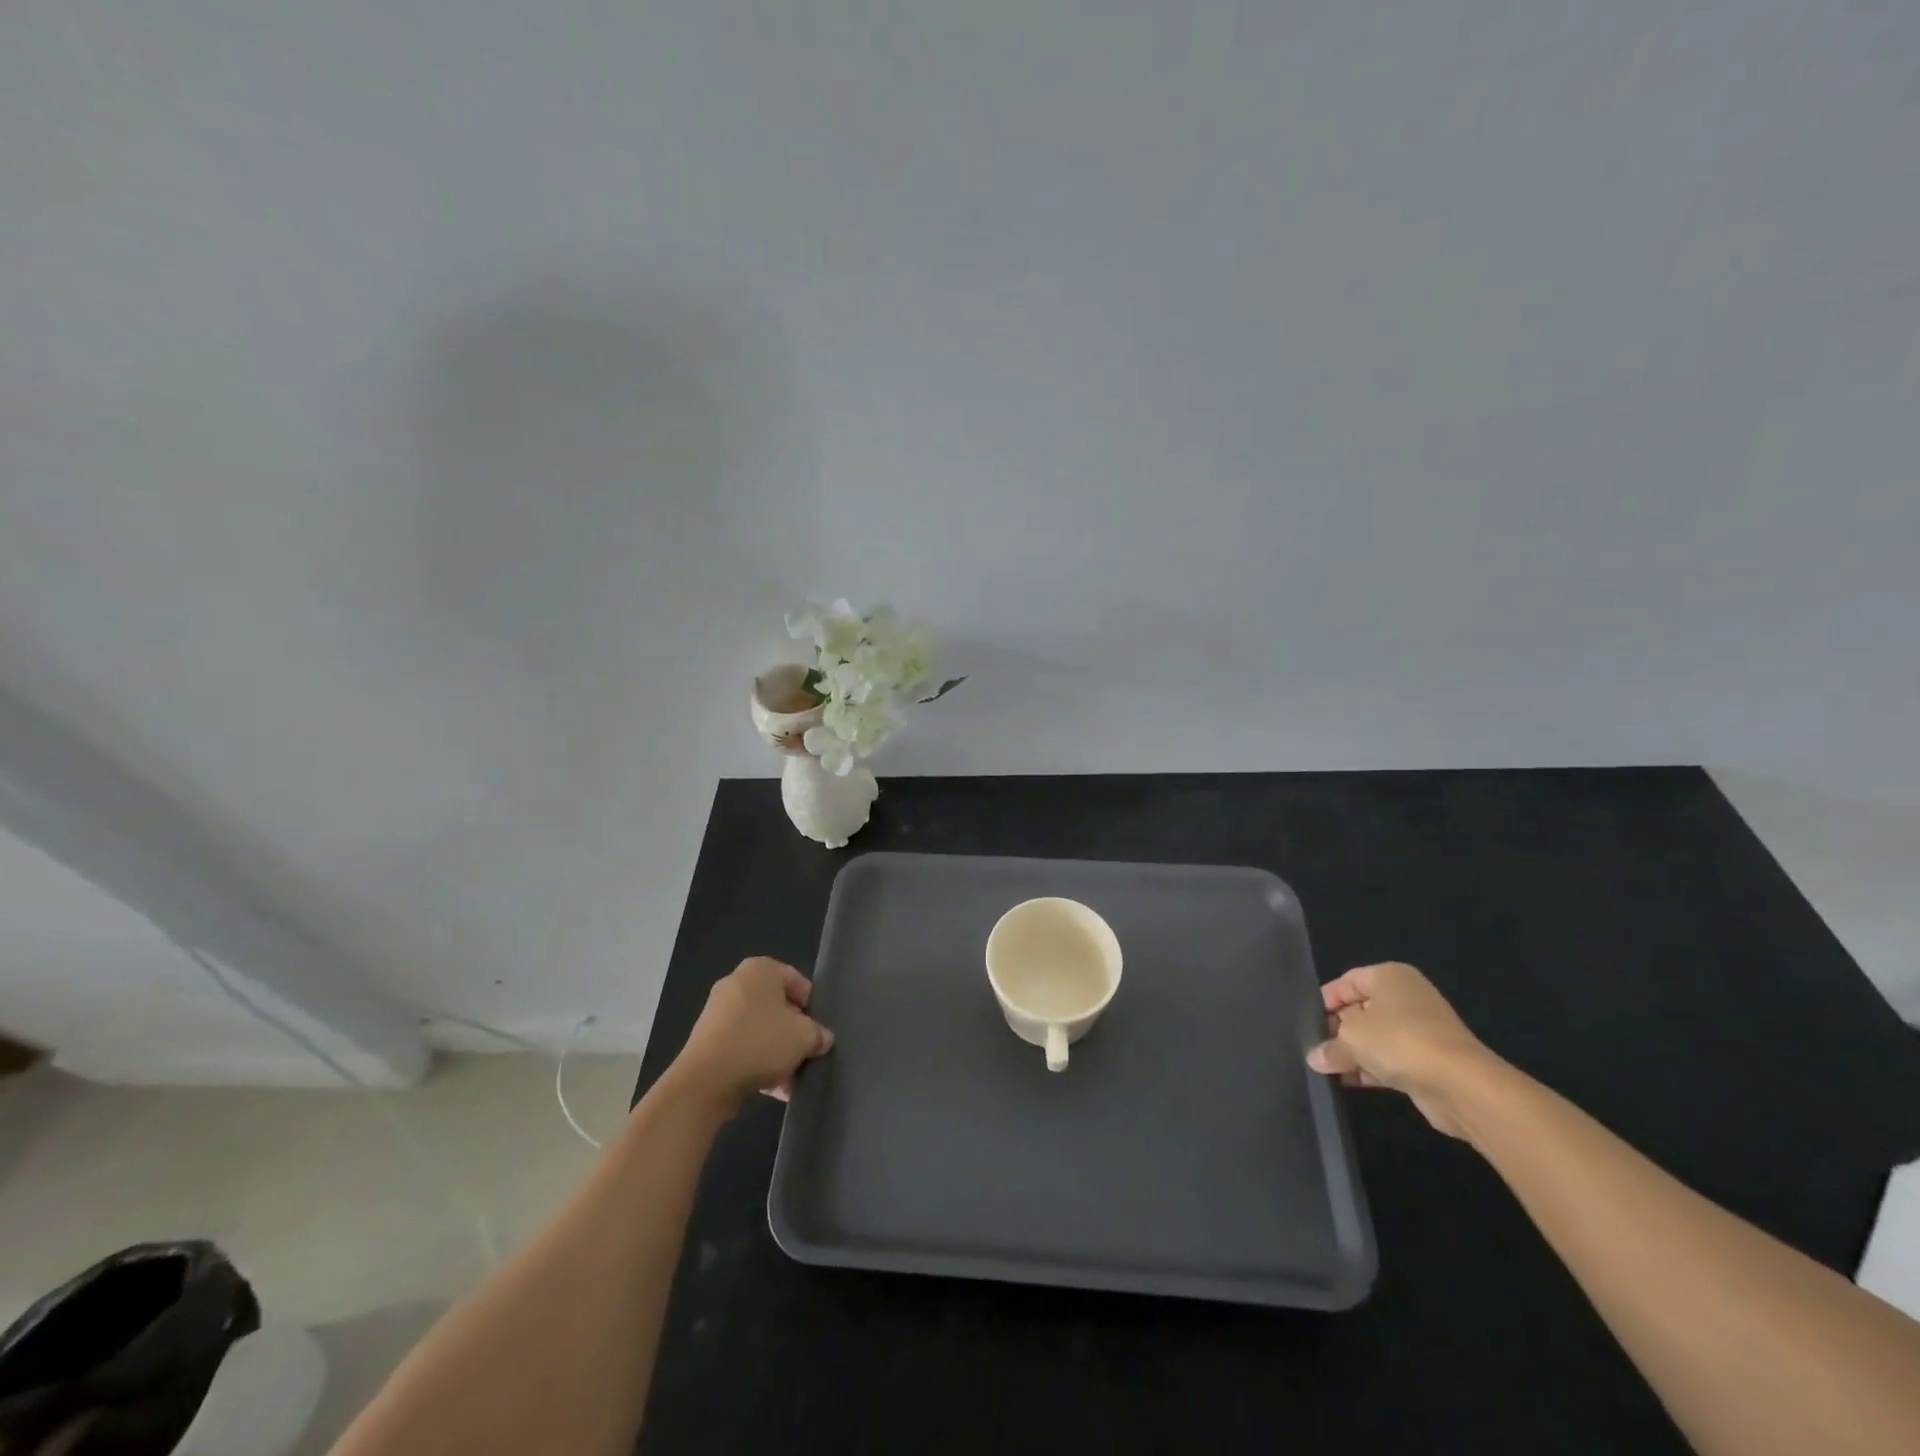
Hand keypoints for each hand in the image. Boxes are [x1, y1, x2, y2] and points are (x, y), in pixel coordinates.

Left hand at [667, 957, 834, 1110]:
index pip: (797, 981)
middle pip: (777, 1007)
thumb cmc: (761, 1042)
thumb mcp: (804, 1037)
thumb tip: (822, 1038)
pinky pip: (741, 1046)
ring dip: (776, 1053)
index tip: (817, 1031)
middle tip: (805, 1055)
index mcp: (760, 969)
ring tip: (789, 1081)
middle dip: (793, 1033)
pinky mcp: (706, 1039)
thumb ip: (818, 1034)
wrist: (706, 1080)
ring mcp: (718, 1011)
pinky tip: (771, 1089)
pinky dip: (756, 1062)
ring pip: (759, 1030)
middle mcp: (737, 982)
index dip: (812, 1008)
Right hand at [1306, 962, 1496, 1137]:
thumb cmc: (1398, 1041)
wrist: (1460, 1084)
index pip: (1348, 981)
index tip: (1306, 1020)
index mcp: (1389, 977)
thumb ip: (1329, 1046)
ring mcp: (1421, 1030)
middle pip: (1361, 1009)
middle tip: (1314, 1045)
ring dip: (1353, 1053)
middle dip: (1338, 1029)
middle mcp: (1407, 998)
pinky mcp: (1428, 1061)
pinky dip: (1371, 1069)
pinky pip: (1390, 1059)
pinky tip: (1348, 1082)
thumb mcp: (1351, 1038)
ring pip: (1376, 1037)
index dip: (1325, 999)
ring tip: (1325, 1068)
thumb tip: (1315, 1058)